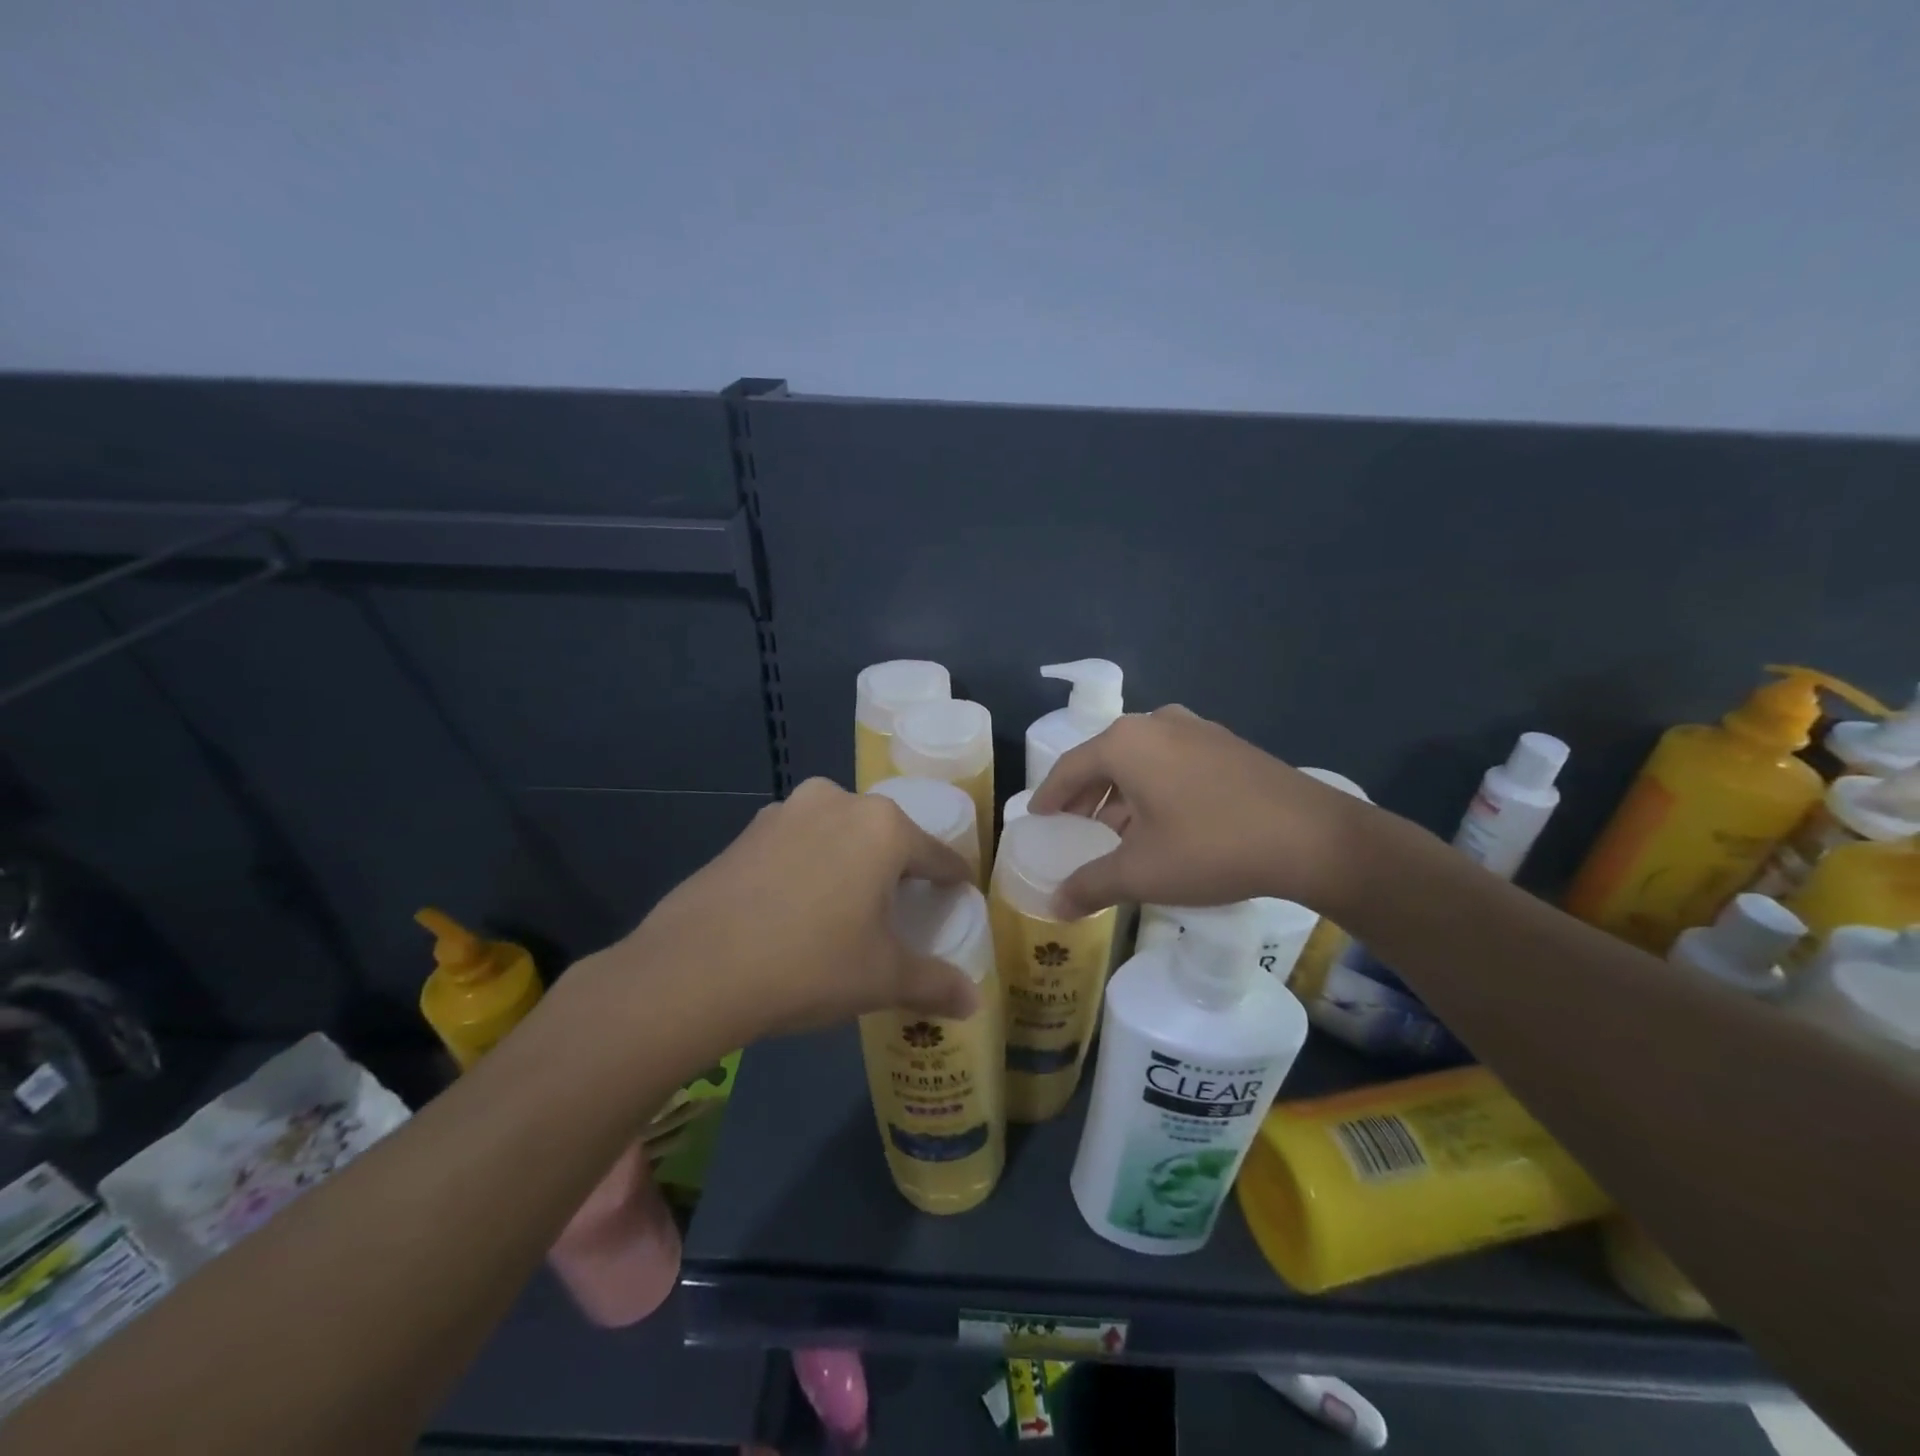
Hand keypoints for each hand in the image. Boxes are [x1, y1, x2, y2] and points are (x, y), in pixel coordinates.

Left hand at [602, 778, 978, 1048]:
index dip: (952, 880)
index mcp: (882, 828)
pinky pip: (797, 844)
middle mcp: (837, 802)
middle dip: (897, 870)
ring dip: (849, 863)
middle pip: (886, 838)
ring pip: (838, 836)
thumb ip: (934, 984)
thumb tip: (973, 1000)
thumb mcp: (882, 979)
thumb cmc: (809, 965)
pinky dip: (808, 868)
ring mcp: (786, 812)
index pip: (937, 855)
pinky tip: (796, 908)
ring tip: (846, 909)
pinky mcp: (746, 831)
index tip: (958, 897)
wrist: (694, 970)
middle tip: (900, 911)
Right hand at [1027, 706, 1371, 916]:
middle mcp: (1157, 723)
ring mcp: (1197, 728)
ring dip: (1122, 792)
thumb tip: (1053, 906)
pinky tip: (1163, 820)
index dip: (1049, 796)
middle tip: (1073, 825)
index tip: (1036, 816)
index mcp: (1126, 743)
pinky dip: (1155, 786)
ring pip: (1141, 759)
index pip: (1069, 768)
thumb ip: (1090, 885)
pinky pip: (1172, 760)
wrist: (1314, 838)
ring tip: (1116, 829)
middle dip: (1086, 795)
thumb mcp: (1142, 873)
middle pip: (1104, 759)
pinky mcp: (1227, 744)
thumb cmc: (1213, 847)